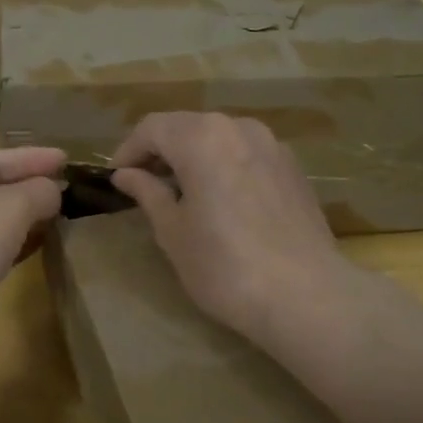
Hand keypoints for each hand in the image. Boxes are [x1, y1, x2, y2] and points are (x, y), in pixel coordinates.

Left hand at [0, 145, 66, 358]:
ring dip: (24, 218)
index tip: (67, 159)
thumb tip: (52, 193)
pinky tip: (39, 246)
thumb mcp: (11, 205)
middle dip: (28, 187)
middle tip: (66, 187)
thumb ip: (38, 191)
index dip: (31, 158)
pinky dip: (15, 245)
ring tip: (59, 215)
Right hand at [110, 113, 347, 344]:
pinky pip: (245, 152)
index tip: (117, 178)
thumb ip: (148, 193)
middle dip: (161, 150)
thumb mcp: (172, 231)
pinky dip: (224, 164)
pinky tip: (220, 198)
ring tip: (181, 191)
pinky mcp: (292, 167)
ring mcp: (272, 145)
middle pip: (187, 126)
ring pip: (219, 137)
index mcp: (201, 138)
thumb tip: (126, 174)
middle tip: (144, 184)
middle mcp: (238, 128)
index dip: (129, 150)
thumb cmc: (224, 265)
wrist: (305, 296)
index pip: (152, 128)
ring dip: (193, 155)